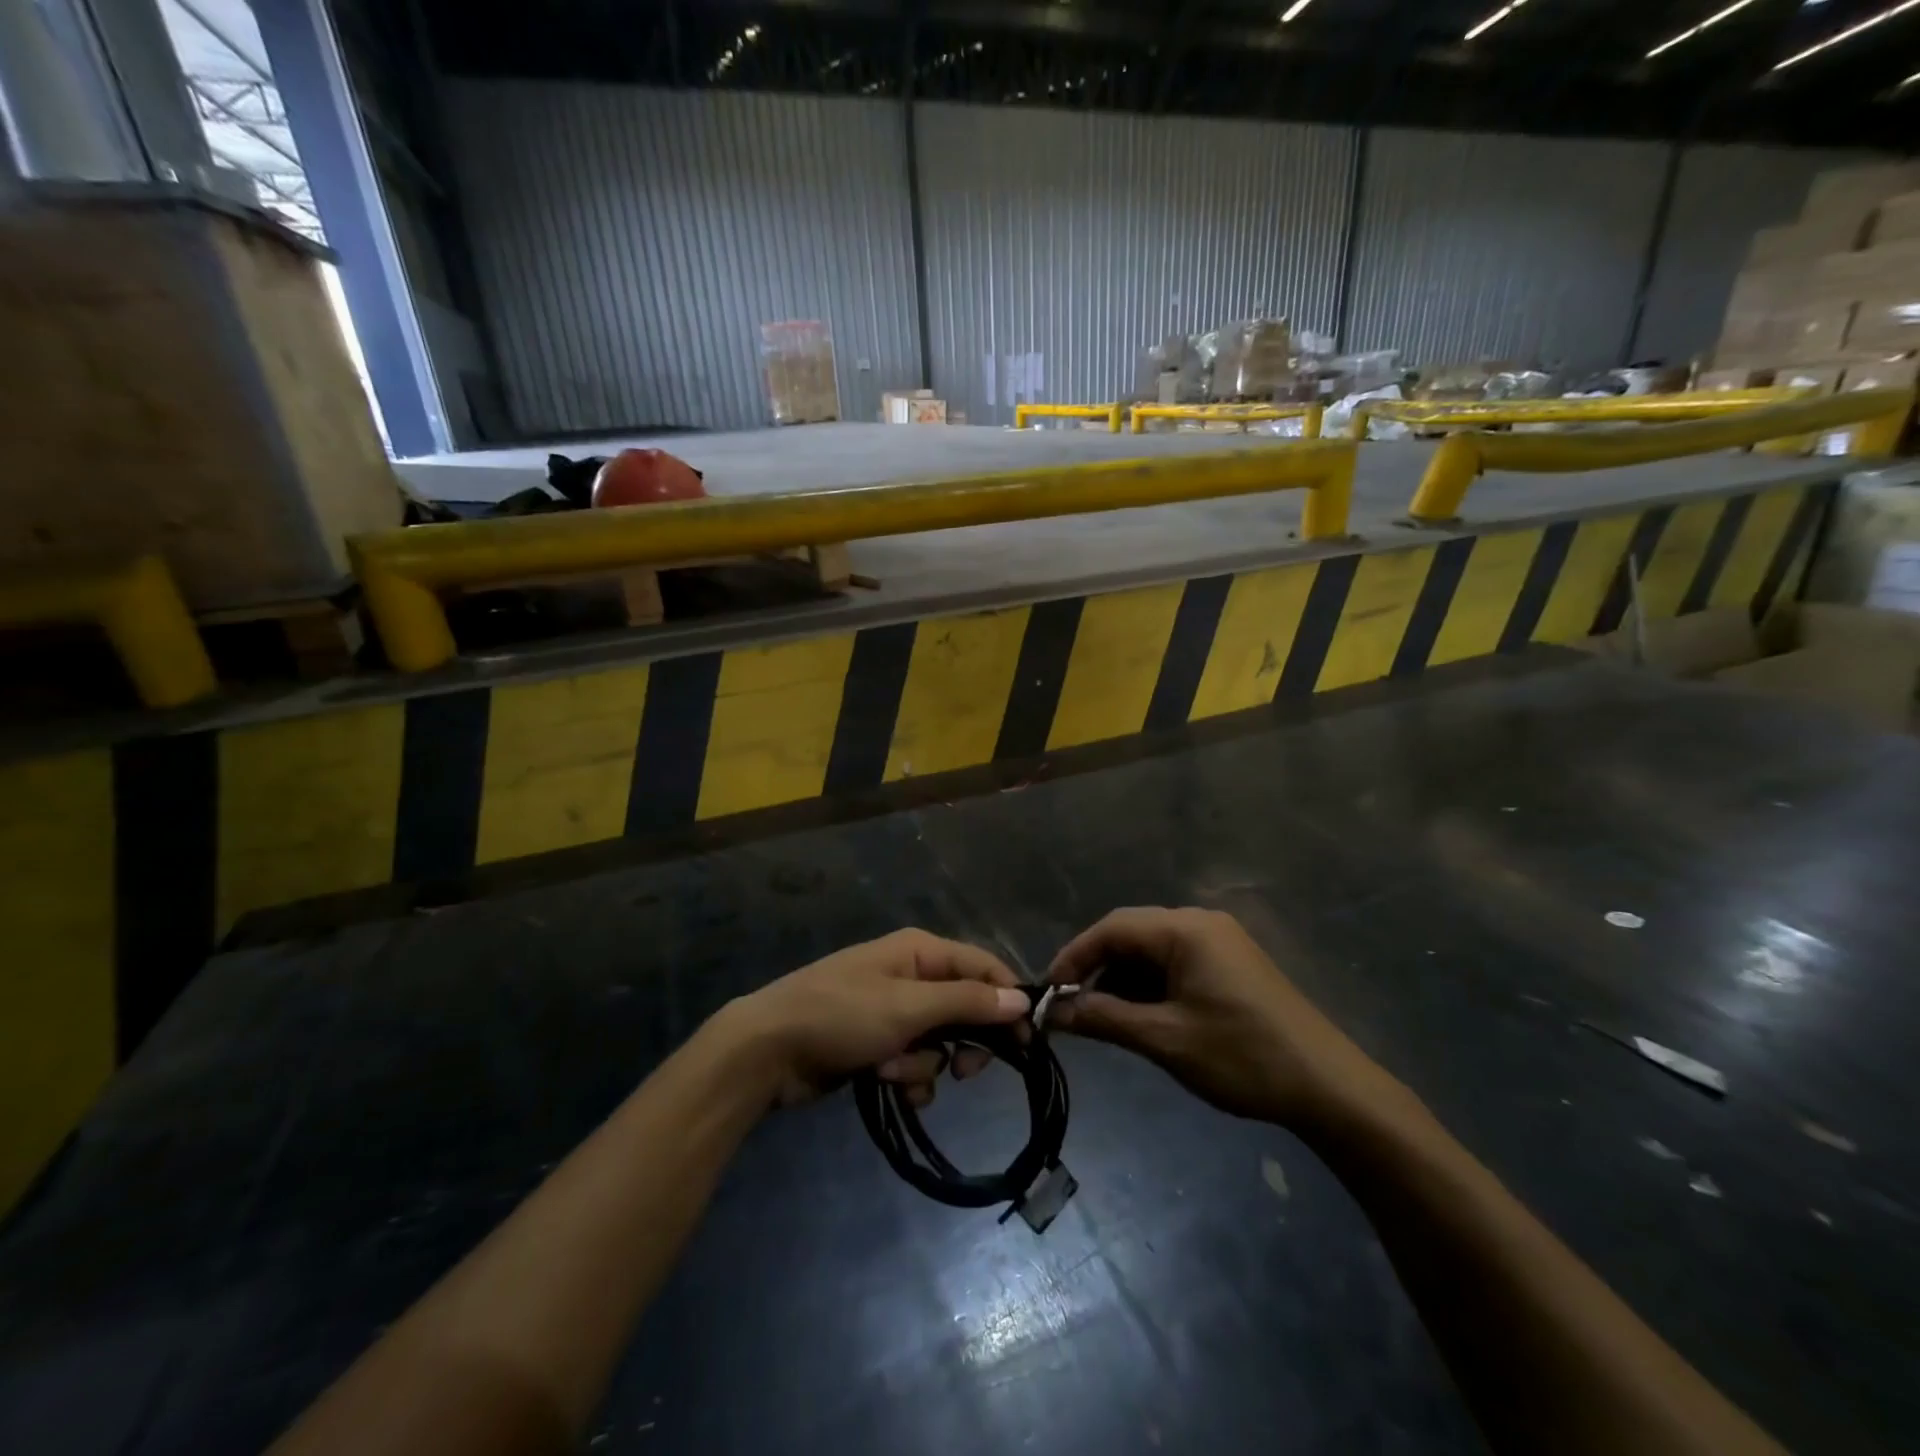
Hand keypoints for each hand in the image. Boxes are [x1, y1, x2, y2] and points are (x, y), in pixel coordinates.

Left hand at [728, 929, 1029, 1106]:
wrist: (767, 1050)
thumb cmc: (841, 1016)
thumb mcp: (908, 1007)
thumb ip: (967, 1003)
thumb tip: (1022, 999)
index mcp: (920, 951)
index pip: (983, 968)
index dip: (1007, 1002)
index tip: (1027, 1043)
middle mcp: (911, 975)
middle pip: (964, 1008)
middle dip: (962, 1042)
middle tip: (965, 1072)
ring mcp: (893, 1010)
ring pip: (940, 1042)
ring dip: (925, 1064)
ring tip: (894, 1072)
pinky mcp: (877, 1042)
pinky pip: (914, 1060)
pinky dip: (907, 1077)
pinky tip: (886, 1085)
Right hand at [1048, 907, 1376, 1125]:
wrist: (1328, 1087)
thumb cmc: (1241, 1056)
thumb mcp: (1164, 1039)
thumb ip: (1104, 1018)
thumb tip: (1054, 1013)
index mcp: (1185, 929)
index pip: (1112, 928)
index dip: (1074, 956)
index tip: (1049, 991)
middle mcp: (1201, 923)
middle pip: (1131, 934)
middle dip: (1097, 969)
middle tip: (1071, 1007)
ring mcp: (1219, 941)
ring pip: (1152, 950)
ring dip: (1123, 979)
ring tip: (1103, 1018)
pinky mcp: (1231, 963)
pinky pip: (1175, 962)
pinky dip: (1150, 985)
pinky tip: (1142, 1016)